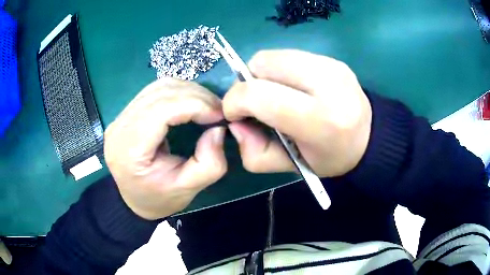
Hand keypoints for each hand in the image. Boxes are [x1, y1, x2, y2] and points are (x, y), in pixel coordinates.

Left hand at [104, 79, 226, 219]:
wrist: (133, 199)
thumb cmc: (158, 199)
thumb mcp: (187, 190)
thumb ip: (210, 164)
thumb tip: (218, 129)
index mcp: (129, 149)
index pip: (162, 110)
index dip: (195, 105)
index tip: (220, 116)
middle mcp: (120, 126)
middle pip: (161, 92)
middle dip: (196, 96)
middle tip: (218, 111)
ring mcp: (121, 116)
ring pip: (159, 86)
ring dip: (188, 92)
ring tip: (207, 107)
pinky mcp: (127, 113)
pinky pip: (155, 91)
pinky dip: (178, 93)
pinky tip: (190, 104)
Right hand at [223, 50, 371, 176]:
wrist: (368, 138)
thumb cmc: (330, 157)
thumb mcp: (291, 167)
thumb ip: (254, 152)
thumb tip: (236, 124)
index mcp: (319, 119)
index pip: (259, 95)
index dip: (235, 102)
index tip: (235, 115)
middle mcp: (327, 84)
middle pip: (262, 64)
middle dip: (246, 83)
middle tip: (255, 104)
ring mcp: (331, 65)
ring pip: (272, 56)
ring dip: (261, 74)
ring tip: (274, 94)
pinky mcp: (332, 58)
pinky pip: (288, 55)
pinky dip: (278, 70)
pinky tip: (291, 87)